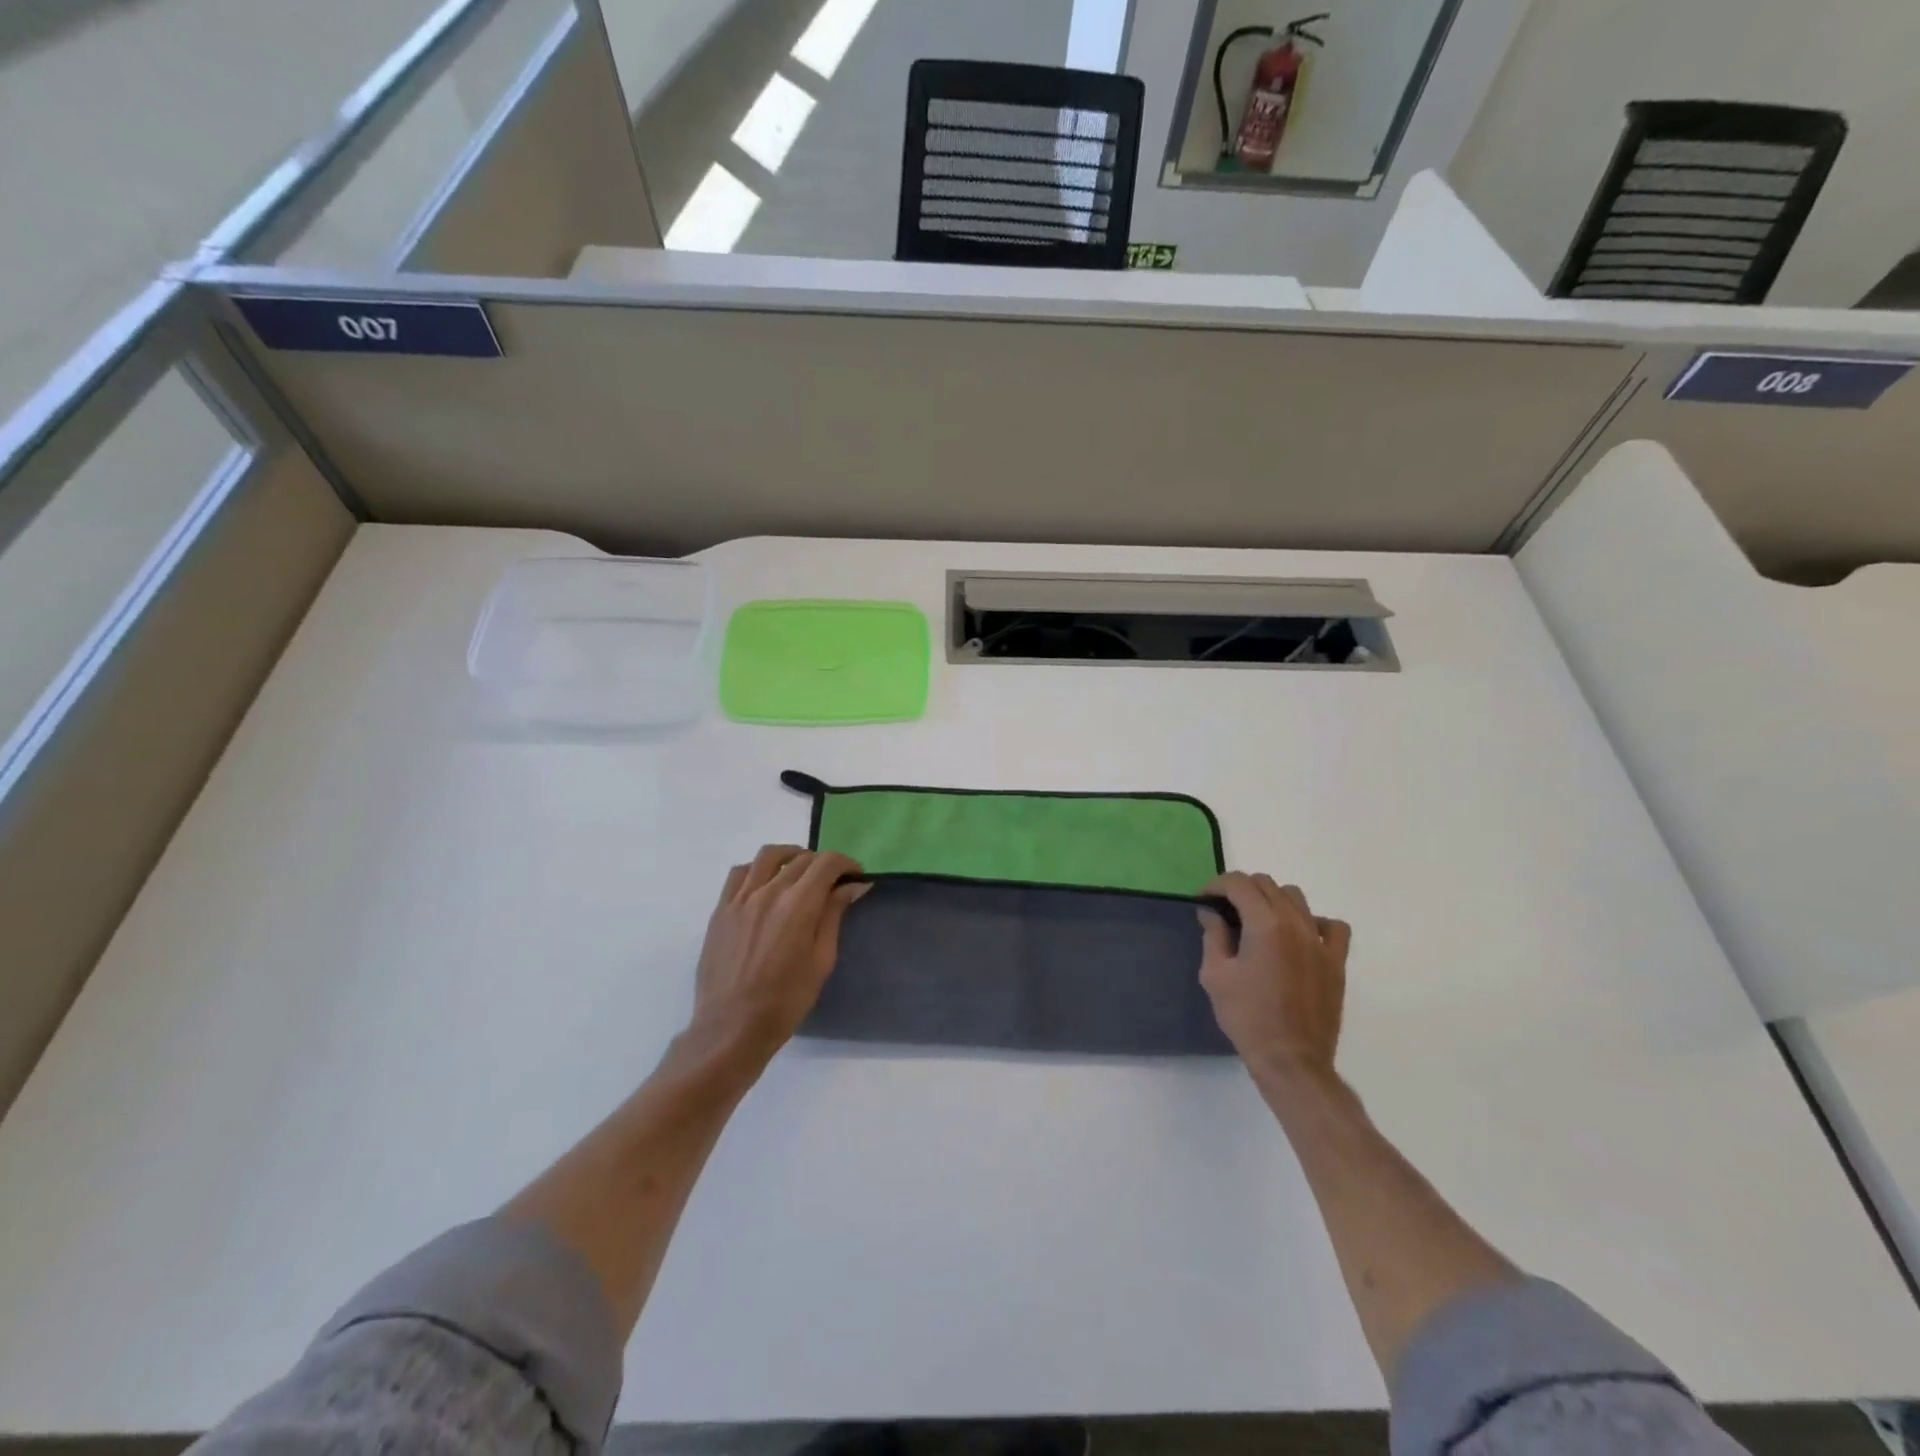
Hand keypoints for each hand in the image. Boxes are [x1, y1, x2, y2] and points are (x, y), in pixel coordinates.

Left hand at [689, 845, 866, 1066]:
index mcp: (798, 904)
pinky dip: (758, 869)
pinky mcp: (721, 909)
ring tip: (799, 873)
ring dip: (791, 857)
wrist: (731, 1028)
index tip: (855, 877)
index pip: (827, 863)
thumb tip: (853, 886)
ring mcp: (740, 898)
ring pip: (768, 856)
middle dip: (823, 864)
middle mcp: (768, 891)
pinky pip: (740, 873)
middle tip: (832, 883)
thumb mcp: (821, 961)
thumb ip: (834, 916)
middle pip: (801, 859)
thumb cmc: (785, 1001)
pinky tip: (765, 884)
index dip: (846, 864)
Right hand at [1198, 873, 1351, 1082]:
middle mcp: (1296, 923)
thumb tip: (1211, 912)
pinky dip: (1314, 922)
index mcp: (1265, 924)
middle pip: (1267, 884)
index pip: (1239, 883)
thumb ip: (1213, 935)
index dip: (1216, 885)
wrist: (1291, 1059)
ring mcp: (1320, 941)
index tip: (1204, 901)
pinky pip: (1332, 926)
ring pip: (1296, 898)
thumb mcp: (1215, 975)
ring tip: (1258, 922)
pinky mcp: (1336, 961)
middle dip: (1241, 890)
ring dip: (1272, 900)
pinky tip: (1299, 937)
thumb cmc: (1247, 1017)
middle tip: (1225, 912)